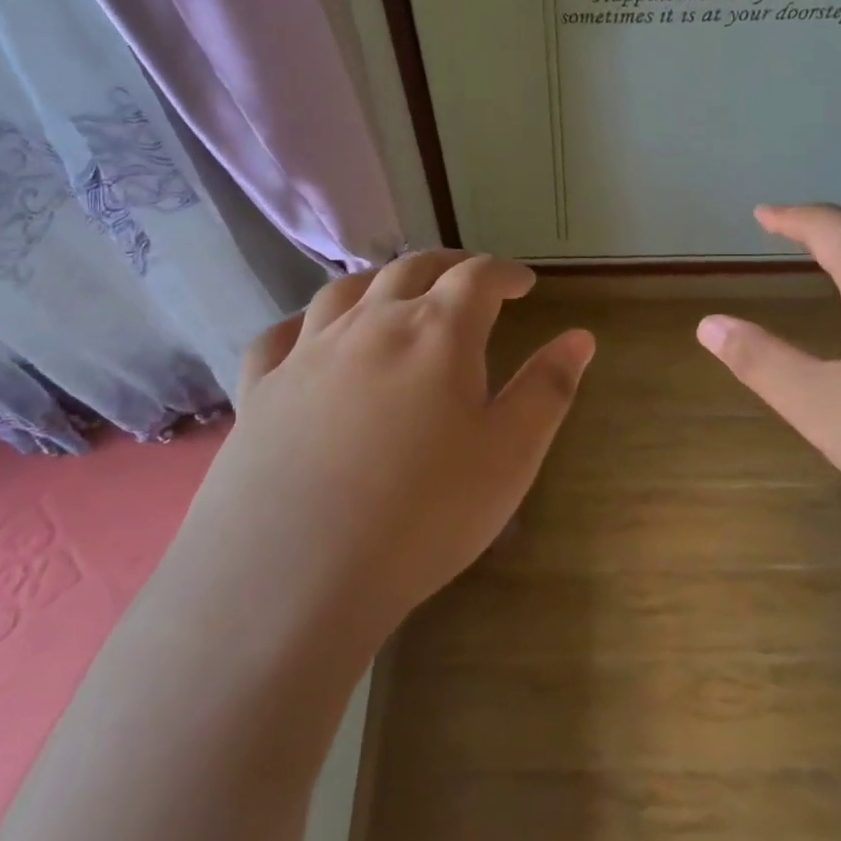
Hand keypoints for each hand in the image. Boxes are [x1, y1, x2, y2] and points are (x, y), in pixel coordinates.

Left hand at [174, 251, 593, 650]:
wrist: (294, 575)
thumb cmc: (423, 514)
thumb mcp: (510, 455)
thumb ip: (548, 389)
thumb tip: (580, 336)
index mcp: (437, 332)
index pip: (478, 277)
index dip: (505, 273)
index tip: (524, 284)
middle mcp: (371, 324)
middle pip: (412, 269)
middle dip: (449, 266)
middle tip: (469, 277)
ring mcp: (308, 352)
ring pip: (346, 290)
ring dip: (381, 280)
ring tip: (397, 292)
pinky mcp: (260, 389)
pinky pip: (280, 336)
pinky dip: (305, 323)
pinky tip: (310, 335)